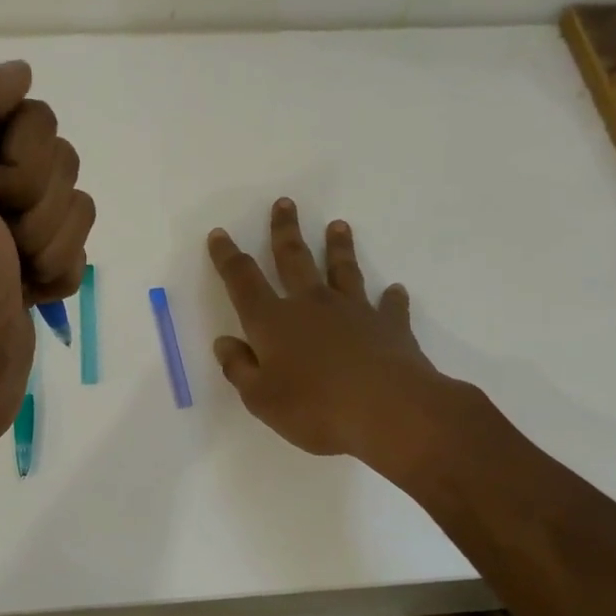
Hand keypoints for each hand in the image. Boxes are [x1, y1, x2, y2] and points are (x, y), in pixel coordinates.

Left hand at [0, 62, 94, 458]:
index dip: (19, 154)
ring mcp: (5, 220)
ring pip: (73, 198)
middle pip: (55, 151)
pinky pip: (78, 242)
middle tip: (1, 240)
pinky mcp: (31, 259)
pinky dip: (59, 272)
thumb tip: (18, 72)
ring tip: (14, 274)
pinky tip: (29, 295)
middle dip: (38, 203)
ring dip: (51, 243)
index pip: (20, 108)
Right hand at [208, 199, 469, 467]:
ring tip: (338, 225)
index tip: (220, 234)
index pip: (243, 281)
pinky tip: (395, 291)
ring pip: (342, 270)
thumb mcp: (261, 399)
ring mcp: (353, 311)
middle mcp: (311, 305)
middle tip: (285, 203)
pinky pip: (389, 306)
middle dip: (285, 231)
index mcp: (273, 322)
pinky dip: (391, 298)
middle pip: (293, 259)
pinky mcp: (390, 327)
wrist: (390, 412)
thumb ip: (239, 369)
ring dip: (338, 247)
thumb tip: (224, 343)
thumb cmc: (316, 408)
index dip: (228, 257)